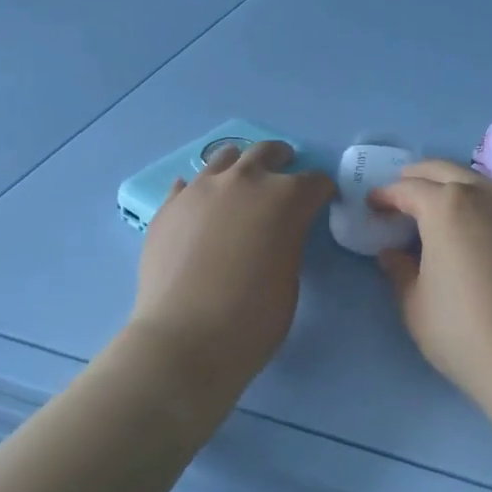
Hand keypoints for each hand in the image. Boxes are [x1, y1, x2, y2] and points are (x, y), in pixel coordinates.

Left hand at [128, 141, 334, 380]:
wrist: (185, 338)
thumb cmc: (252, 319)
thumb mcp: (289, 278)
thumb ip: (287, 242)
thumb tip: (274, 233)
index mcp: (285, 198)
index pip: (315, 181)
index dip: (323, 191)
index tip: (322, 201)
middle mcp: (244, 181)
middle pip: (268, 152)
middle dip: (282, 160)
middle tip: (285, 172)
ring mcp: (201, 189)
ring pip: (225, 157)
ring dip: (240, 165)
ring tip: (241, 181)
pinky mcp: (169, 206)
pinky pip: (187, 185)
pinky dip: (200, 191)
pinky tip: (200, 206)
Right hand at [369, 159, 491, 408]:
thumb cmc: (462, 329)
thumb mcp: (415, 303)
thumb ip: (399, 270)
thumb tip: (392, 253)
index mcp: (445, 205)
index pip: (406, 188)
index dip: (385, 196)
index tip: (372, 206)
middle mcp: (481, 193)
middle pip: (441, 170)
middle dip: (415, 178)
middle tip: (399, 197)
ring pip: (472, 179)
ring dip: (448, 185)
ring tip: (433, 208)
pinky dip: (475, 200)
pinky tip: (468, 224)